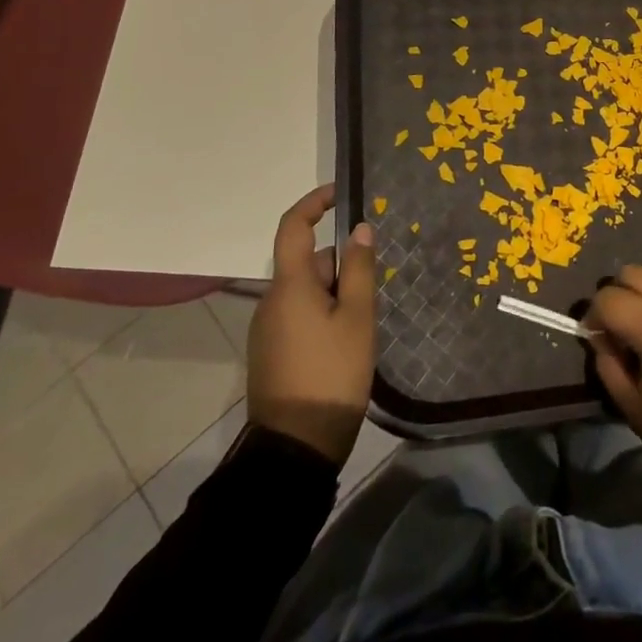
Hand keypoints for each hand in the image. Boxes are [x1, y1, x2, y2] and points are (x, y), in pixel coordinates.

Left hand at [246, 185, 376, 465]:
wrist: (295, 447)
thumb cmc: (332, 373)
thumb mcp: (357, 317)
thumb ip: (359, 269)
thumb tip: (359, 228)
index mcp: (289, 286)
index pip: (293, 226)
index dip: (313, 203)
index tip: (339, 194)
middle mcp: (271, 300)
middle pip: (306, 262)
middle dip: (340, 263)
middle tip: (374, 284)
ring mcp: (268, 328)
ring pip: (306, 291)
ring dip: (334, 290)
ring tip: (366, 317)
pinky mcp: (272, 352)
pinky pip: (300, 314)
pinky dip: (324, 312)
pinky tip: (348, 338)